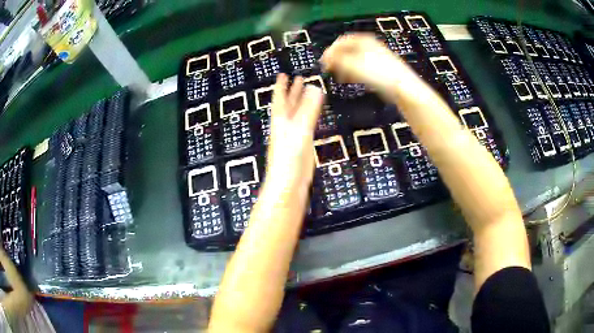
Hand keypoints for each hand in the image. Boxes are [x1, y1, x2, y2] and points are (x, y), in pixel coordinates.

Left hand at [265, 74, 324, 194]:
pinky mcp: (301, 145)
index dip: (281, 86)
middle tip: (298, 79)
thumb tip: (314, 87)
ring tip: (307, 92)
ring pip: (297, 114)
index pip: (280, 98)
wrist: (289, 184)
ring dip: (301, 102)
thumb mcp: (300, 129)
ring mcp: (293, 136)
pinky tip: (312, 116)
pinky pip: (306, 125)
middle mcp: (285, 126)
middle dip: (293, 91)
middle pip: (288, 104)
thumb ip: (308, 109)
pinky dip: (309, 116)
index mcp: (281, 120)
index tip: (283, 74)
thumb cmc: (289, 157)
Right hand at [321, 34, 403, 94]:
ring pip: (353, 60)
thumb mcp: (352, 64)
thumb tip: (325, 58)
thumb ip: (335, 59)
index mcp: (363, 40)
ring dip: (344, 68)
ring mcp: (375, 57)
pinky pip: (362, 68)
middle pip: (347, 50)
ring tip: (340, 77)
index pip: (340, 41)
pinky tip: (352, 80)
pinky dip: (354, 73)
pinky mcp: (379, 69)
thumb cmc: (377, 73)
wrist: (401, 87)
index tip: (324, 63)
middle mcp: (369, 46)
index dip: (330, 52)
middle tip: (330, 70)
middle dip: (337, 60)